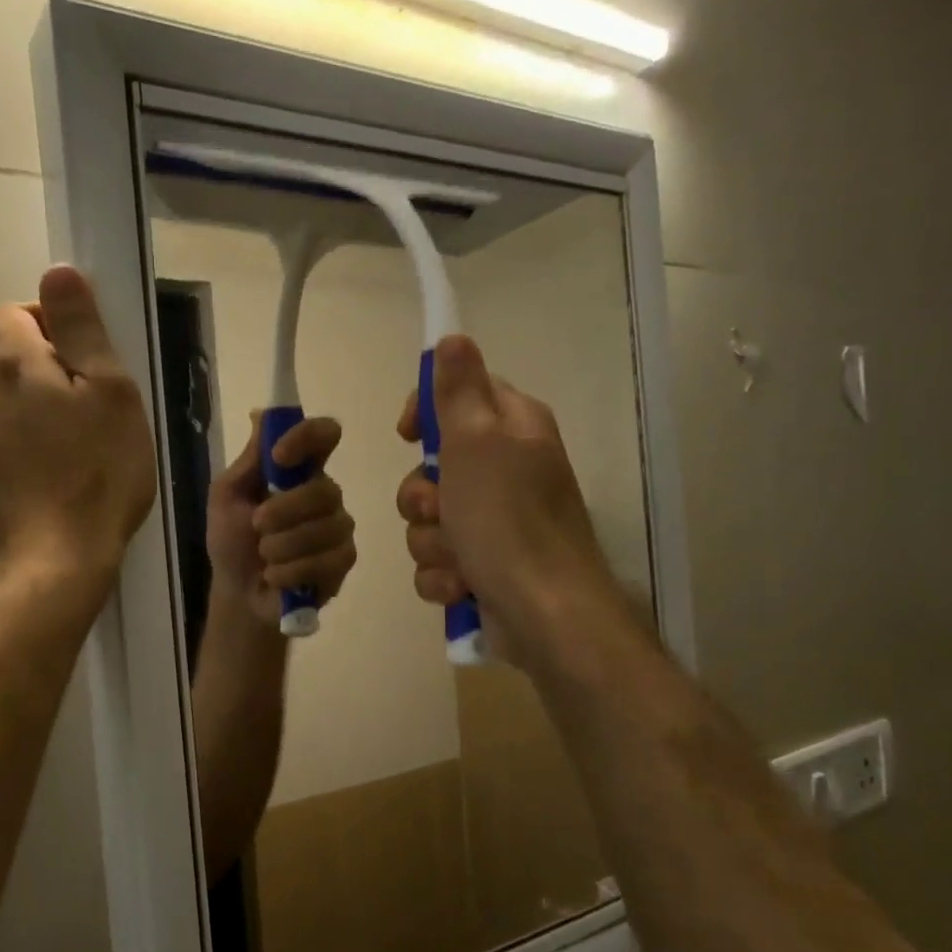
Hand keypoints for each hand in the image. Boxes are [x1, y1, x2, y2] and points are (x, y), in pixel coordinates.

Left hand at [0, 266, 155, 583]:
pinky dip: (34, 449)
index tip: (91, 359)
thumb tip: (57, 270)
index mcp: (13, 365)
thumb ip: (82, 330)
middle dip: (52, 372)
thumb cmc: (97, 473)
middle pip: (14, 361)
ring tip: (85, 450)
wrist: (55, 562)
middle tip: (99, 410)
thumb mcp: (110, 393)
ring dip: (43, 413)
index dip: (53, 323)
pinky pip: (9, 445)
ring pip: (12, 406)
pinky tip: (63, 480)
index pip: (16, 312)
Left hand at [208, 415, 356, 624]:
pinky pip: (327, 560)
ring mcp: (338, 527)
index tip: (279, 456)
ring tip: (265, 558)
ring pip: (326, 528)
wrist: (239, 593)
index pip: (324, 435)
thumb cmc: (232, 540)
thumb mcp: (227, 496)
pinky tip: (277, 577)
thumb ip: (250, 460)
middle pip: (324, 488)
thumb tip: (261, 413)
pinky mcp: (343, 560)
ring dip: (282, 546)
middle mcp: (325, 493)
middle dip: (284, 511)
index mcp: (299, 470)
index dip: (307, 437)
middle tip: (256, 526)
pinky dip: (292, 571)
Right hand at [396, 335, 623, 668]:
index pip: (460, 395)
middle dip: (422, 497)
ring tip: (459, 560)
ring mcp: (495, 522)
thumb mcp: (477, 442)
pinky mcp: (482, 566)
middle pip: (433, 466)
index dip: (426, 413)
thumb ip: (459, 390)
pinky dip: (443, 576)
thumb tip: (453, 337)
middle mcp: (506, 470)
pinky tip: (462, 588)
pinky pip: (437, 561)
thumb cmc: (508, 521)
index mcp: (512, 429)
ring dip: (431, 542)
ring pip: (429, 519)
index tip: (407, 435)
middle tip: (440, 509)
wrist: (544, 615)